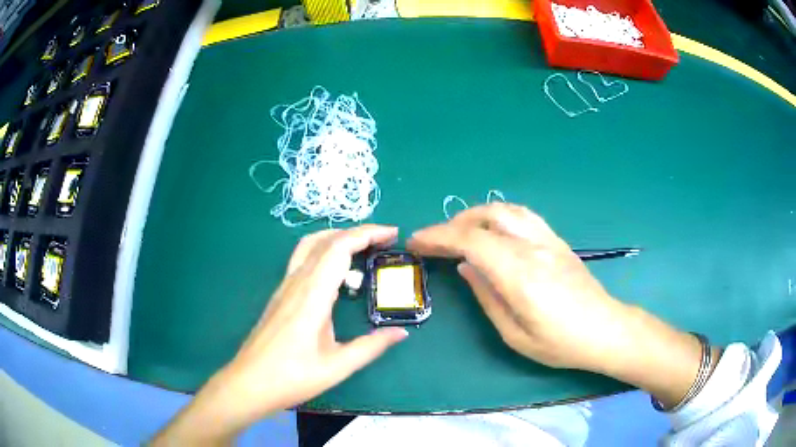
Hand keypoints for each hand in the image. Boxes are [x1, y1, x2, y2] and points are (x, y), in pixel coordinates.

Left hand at [153, 225, 407, 444]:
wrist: (249, 383)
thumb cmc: (291, 377)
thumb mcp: (337, 366)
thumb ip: (371, 347)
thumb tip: (402, 333)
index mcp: (312, 296)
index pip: (340, 247)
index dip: (367, 234)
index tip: (392, 234)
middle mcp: (297, 283)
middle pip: (326, 240)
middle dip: (358, 232)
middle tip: (385, 240)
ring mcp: (285, 287)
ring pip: (310, 246)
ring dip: (338, 237)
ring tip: (363, 247)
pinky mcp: (279, 295)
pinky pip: (302, 259)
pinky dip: (324, 251)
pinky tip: (336, 271)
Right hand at [408, 203, 623, 370]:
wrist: (604, 329)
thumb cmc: (560, 343)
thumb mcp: (515, 334)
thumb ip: (487, 297)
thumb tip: (465, 267)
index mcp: (520, 275)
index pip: (472, 241)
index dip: (439, 237)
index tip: (416, 242)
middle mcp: (533, 248)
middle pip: (487, 218)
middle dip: (452, 224)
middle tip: (434, 241)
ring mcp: (548, 239)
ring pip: (505, 210)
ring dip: (475, 215)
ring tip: (459, 231)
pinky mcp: (557, 240)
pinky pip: (523, 215)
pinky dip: (498, 215)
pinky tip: (492, 229)